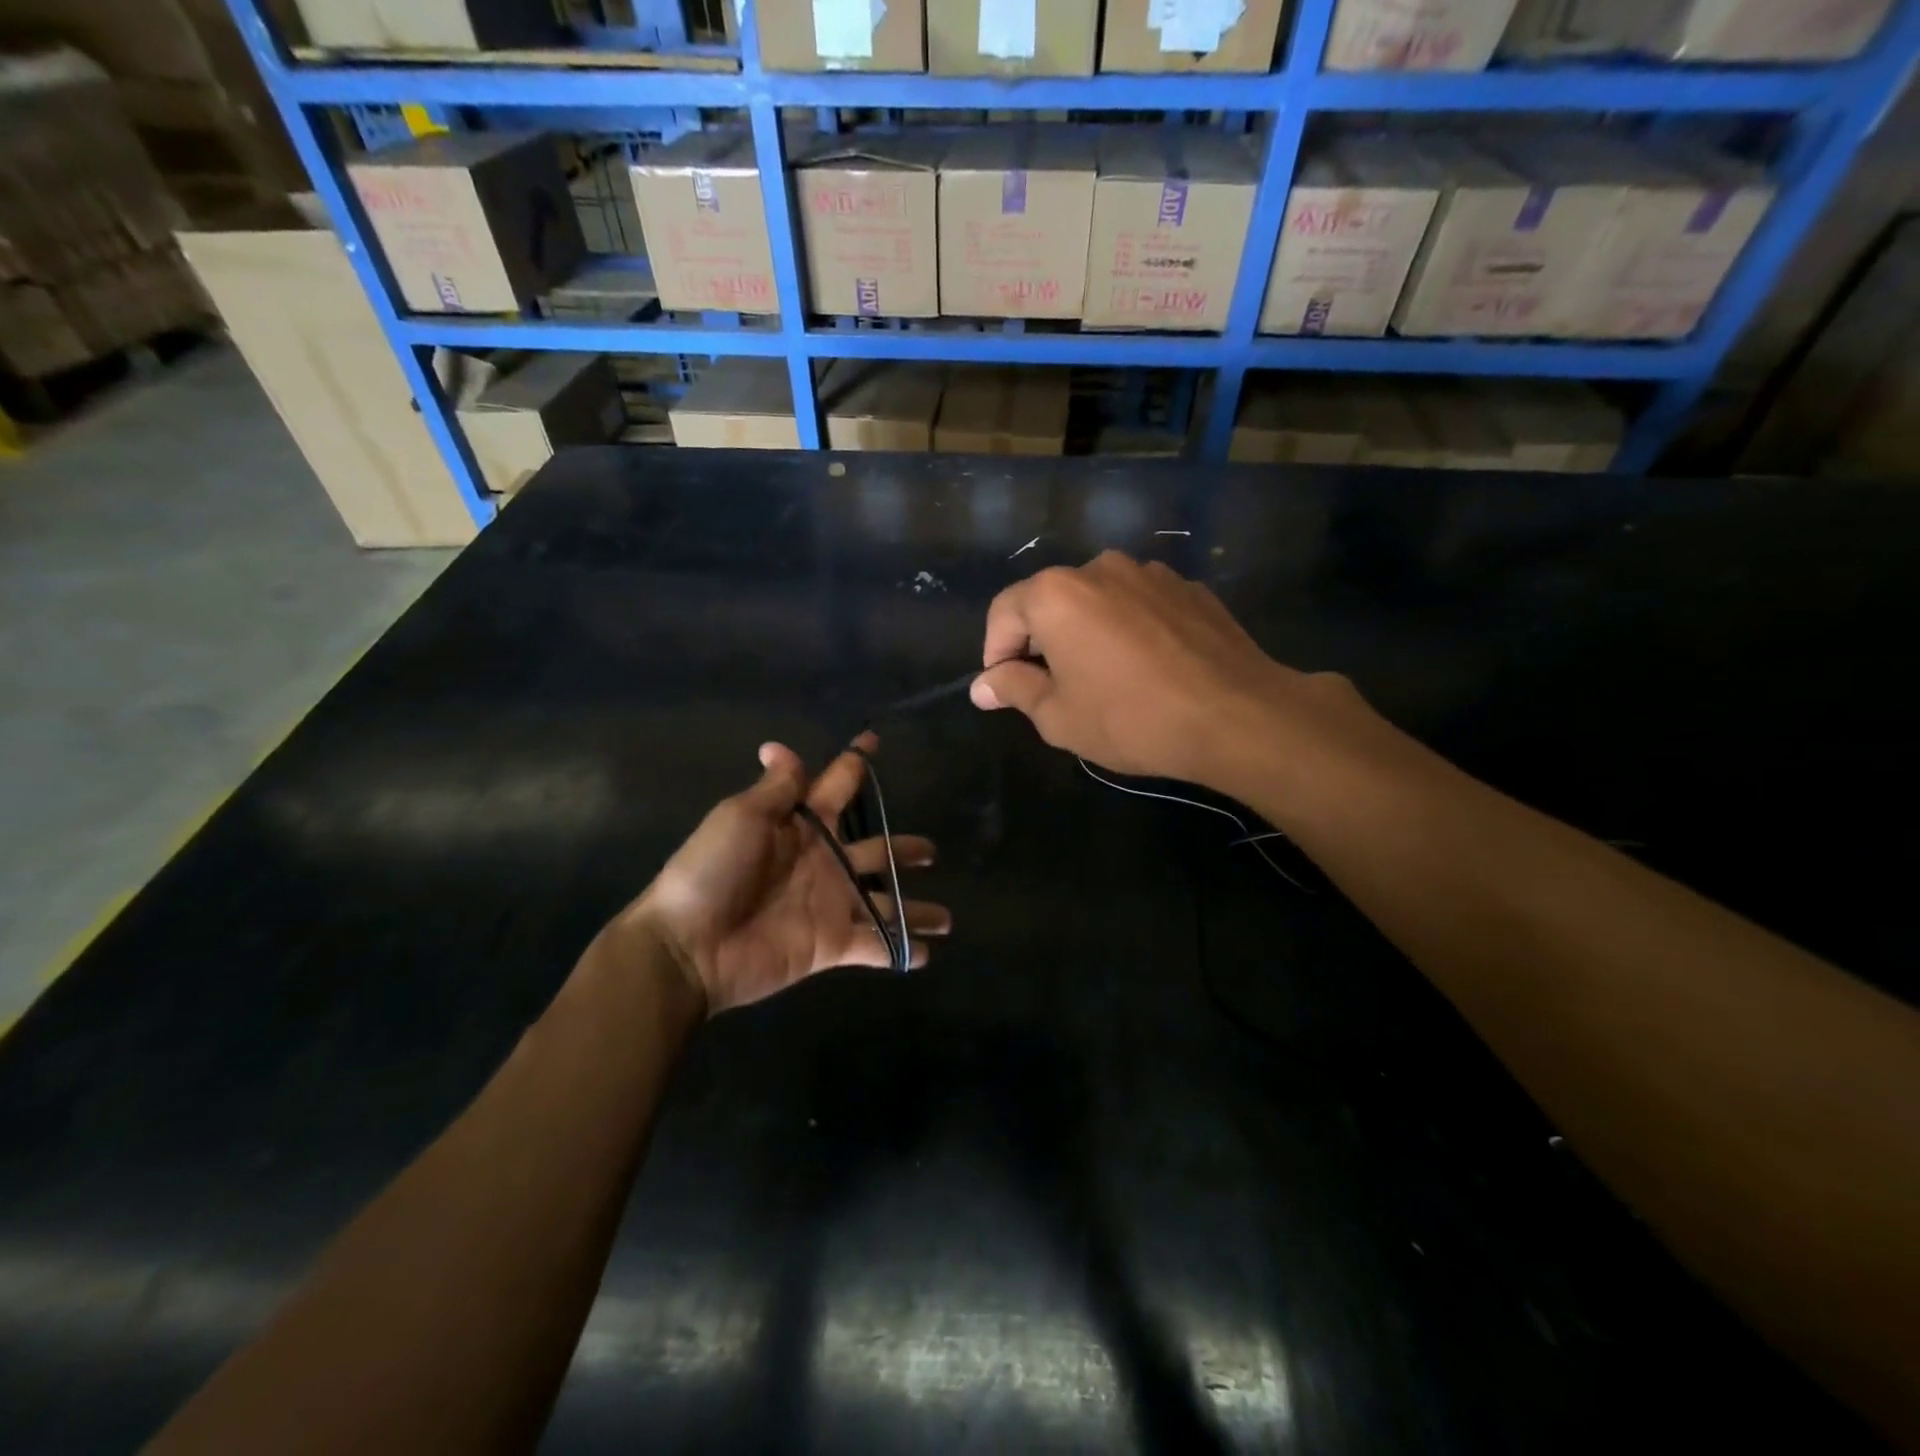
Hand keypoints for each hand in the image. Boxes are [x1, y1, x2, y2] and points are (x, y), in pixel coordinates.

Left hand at [614, 734, 948, 1015]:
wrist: (689, 945)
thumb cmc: (713, 871)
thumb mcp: (741, 817)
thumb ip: (776, 789)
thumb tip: (779, 746)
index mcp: (802, 826)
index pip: (836, 787)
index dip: (855, 765)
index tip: (874, 742)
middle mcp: (823, 862)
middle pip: (874, 850)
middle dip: (902, 849)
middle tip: (931, 849)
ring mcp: (830, 905)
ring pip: (884, 901)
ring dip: (913, 907)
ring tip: (947, 918)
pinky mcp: (832, 944)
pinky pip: (874, 945)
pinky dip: (899, 950)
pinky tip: (925, 954)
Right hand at [971, 551, 1331, 786]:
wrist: (1236, 715)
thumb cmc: (1131, 719)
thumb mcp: (1058, 717)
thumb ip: (1013, 690)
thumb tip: (983, 686)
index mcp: (1056, 594)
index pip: (1003, 613)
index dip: (995, 654)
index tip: (1006, 690)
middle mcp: (1099, 568)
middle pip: (1050, 601)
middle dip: (1040, 642)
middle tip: (1053, 690)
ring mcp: (1150, 573)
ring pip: (1097, 601)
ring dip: (1085, 633)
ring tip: (1103, 679)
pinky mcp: (1188, 588)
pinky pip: (1139, 605)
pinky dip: (1128, 629)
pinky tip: (1146, 668)